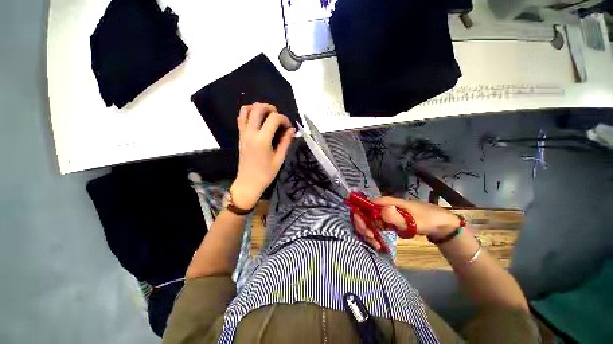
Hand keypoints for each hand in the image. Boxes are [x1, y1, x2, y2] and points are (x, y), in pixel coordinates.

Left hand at [230, 103, 295, 208]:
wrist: (248, 183)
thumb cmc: (266, 173)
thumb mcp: (279, 159)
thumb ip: (286, 142)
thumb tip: (292, 130)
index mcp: (262, 140)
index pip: (273, 118)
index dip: (284, 119)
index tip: (288, 127)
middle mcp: (250, 133)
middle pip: (258, 108)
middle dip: (271, 108)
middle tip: (278, 117)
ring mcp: (243, 134)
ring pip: (246, 110)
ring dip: (258, 108)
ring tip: (267, 115)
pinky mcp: (240, 136)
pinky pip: (241, 118)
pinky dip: (249, 113)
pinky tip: (258, 121)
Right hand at [353, 196, 460, 249]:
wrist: (439, 225)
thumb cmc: (426, 219)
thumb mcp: (413, 220)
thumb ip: (396, 217)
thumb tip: (380, 211)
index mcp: (386, 202)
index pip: (366, 205)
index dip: (361, 215)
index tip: (365, 229)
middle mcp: (382, 207)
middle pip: (364, 214)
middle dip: (363, 226)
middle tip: (371, 238)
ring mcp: (384, 215)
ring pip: (368, 221)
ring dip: (368, 233)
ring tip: (376, 244)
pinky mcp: (387, 222)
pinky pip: (375, 227)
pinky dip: (374, 235)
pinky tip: (378, 244)